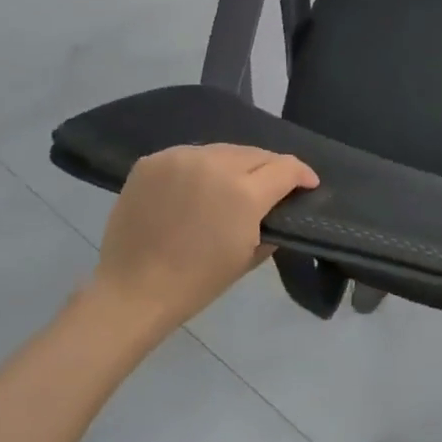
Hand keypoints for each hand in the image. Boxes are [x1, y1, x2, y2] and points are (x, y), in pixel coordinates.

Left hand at [88, 144, 318, 333]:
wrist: (132, 290)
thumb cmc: (197, 282)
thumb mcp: (249, 256)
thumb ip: (271, 223)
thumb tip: (278, 206)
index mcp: (244, 193)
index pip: (286, 167)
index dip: (302, 174)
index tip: (308, 184)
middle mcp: (215, 165)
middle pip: (256, 153)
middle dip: (270, 168)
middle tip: (272, 185)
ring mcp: (180, 159)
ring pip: (223, 150)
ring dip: (235, 165)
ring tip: (234, 183)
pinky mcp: (153, 161)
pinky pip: (190, 156)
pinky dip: (201, 168)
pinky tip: (199, 186)